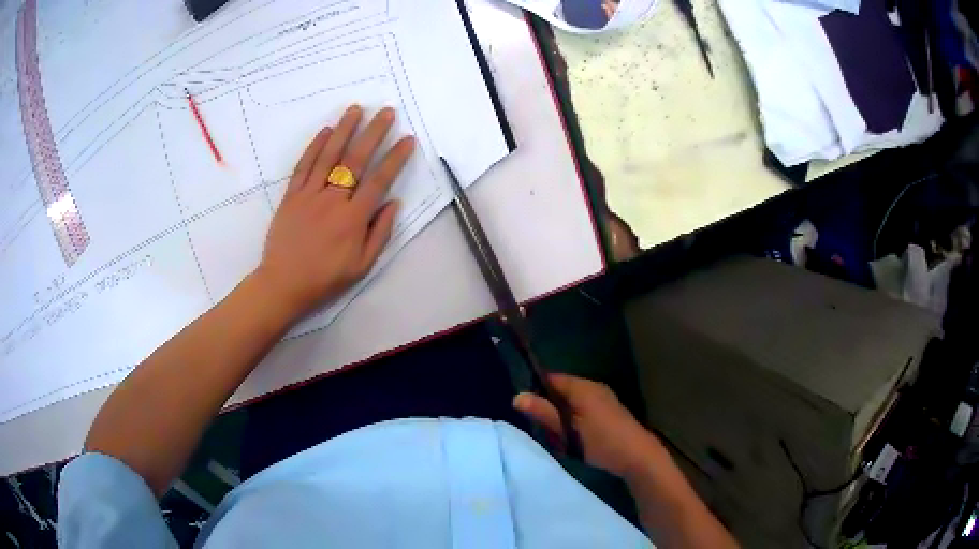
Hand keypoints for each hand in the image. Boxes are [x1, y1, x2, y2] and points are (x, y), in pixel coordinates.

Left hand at [254, 105, 415, 317]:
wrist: (283, 284)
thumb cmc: (325, 279)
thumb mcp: (361, 266)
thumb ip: (379, 233)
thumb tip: (393, 203)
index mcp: (353, 219)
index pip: (379, 181)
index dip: (395, 158)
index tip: (407, 139)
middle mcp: (333, 200)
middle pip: (355, 160)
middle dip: (373, 133)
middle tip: (386, 111)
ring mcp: (309, 195)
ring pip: (329, 156)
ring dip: (344, 130)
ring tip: (356, 109)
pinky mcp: (291, 195)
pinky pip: (304, 166)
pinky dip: (315, 147)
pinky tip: (326, 131)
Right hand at [514, 373, 661, 477]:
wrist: (638, 455)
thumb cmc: (601, 442)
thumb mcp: (568, 431)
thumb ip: (544, 412)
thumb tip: (517, 396)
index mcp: (583, 387)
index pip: (552, 378)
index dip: (536, 388)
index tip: (525, 406)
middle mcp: (594, 386)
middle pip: (563, 389)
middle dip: (549, 404)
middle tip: (539, 424)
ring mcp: (604, 398)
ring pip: (573, 400)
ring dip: (562, 413)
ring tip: (554, 432)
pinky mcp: (610, 410)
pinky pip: (584, 407)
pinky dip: (574, 417)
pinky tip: (573, 434)